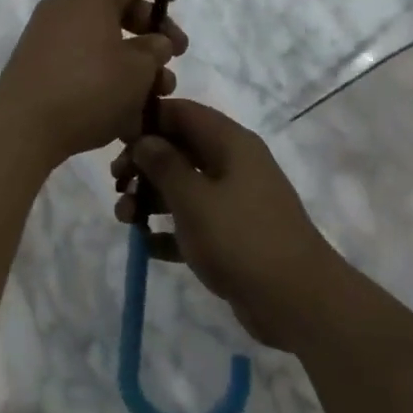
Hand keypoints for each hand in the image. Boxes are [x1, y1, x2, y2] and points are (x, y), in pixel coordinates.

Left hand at [0, 0, 186, 163]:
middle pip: (117, 7)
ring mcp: (47, 36)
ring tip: (157, 91)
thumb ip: (156, 49)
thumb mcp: (139, 69)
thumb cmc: (89, 88)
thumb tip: (155, 42)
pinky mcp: (38, 65)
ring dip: (132, 59)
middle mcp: (66, 6)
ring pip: (101, 39)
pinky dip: (105, 73)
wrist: (22, 125)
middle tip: (175, 54)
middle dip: (150, 30)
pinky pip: (81, 60)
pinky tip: (126, 104)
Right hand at [111, 98, 335, 348]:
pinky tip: (147, 246)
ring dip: (150, 199)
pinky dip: (169, 230)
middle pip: (179, 149)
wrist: (296, 300)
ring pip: (182, 187)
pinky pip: (192, 222)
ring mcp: (234, 201)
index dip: (147, 121)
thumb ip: (163, 164)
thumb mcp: (193, 198)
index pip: (182, 113)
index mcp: (230, 144)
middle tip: (117, 185)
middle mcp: (233, 165)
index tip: (116, 143)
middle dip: (143, 165)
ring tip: (126, 220)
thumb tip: (143, 139)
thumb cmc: (240, 239)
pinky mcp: (231, 234)